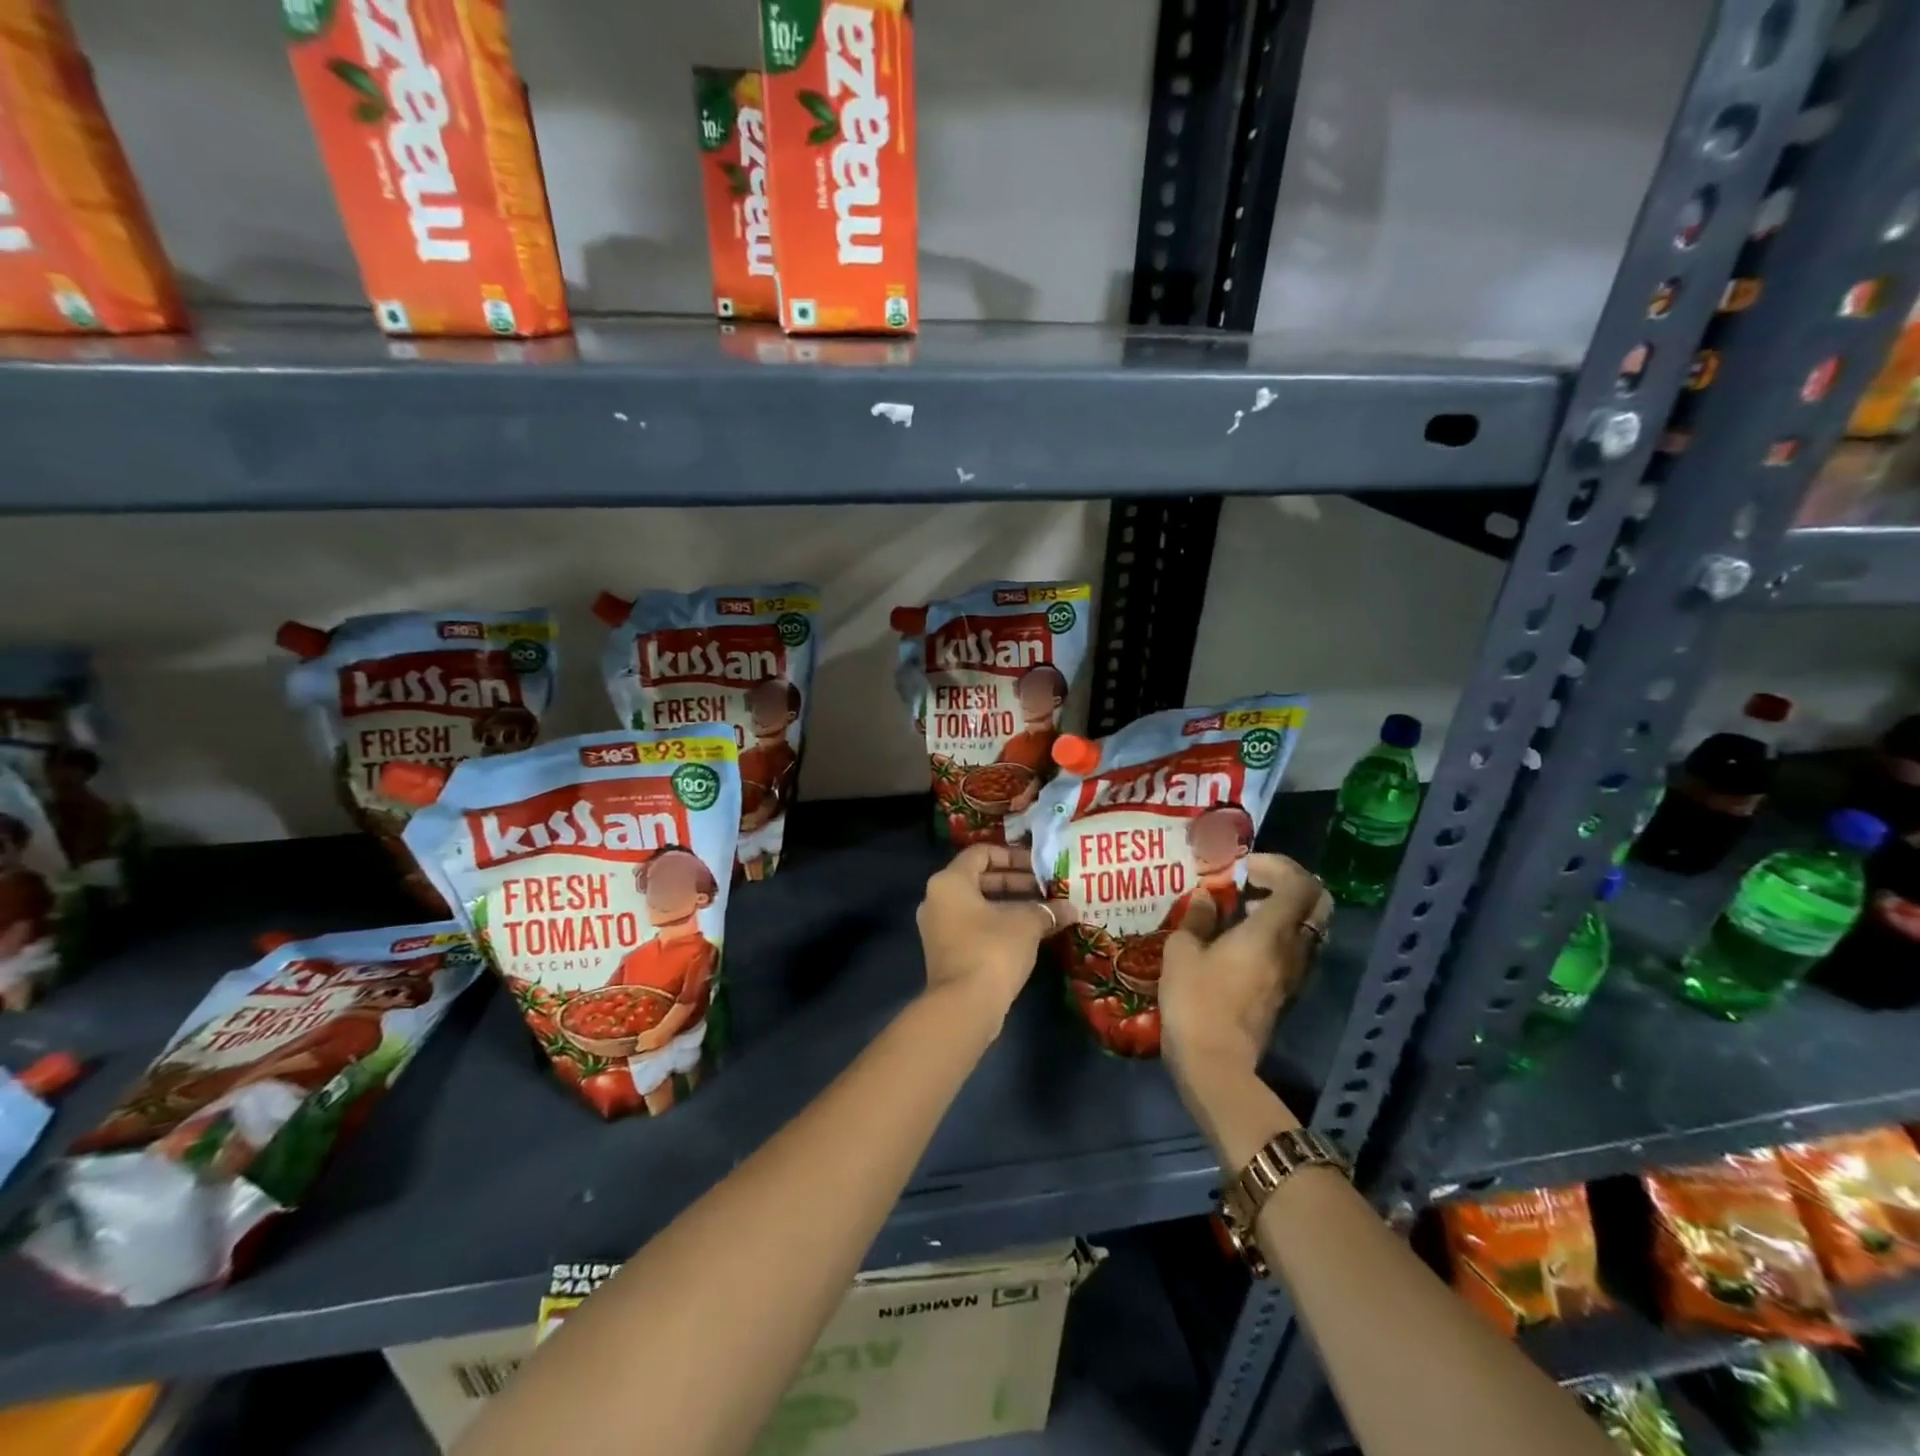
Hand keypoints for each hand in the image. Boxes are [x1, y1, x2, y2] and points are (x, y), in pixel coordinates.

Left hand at [916, 844, 1056, 1023]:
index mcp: (949, 881)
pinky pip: (974, 926)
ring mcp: (938, 928)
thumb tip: (1070, 909)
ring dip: (1011, 905)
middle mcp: (937, 899)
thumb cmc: (992, 950)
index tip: (1038, 866)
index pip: (981, 853)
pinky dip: (999, 924)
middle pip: (979, 879)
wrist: (964, 1006)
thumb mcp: (1025, 924)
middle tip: (1047, 888)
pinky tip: (1030, 934)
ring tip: (1044, 910)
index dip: (1012, 855)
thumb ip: (1047, 910)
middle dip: (1016, 881)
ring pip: (978, 905)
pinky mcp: (946, 952)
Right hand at [1159, 854, 1330, 1082]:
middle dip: (1289, 883)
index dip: (1276, 865)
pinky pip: (1296, 948)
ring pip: (1309, 927)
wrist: (1216, 1064)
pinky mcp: (1287, 992)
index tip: (1242, 867)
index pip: (1300, 883)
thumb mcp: (1182, 952)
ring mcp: (1295, 974)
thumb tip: (1205, 897)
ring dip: (1284, 908)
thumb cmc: (1195, 1001)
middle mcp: (1294, 949)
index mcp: (1271, 932)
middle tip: (1252, 882)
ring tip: (1243, 908)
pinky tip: (1241, 939)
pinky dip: (1279, 932)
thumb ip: (1197, 918)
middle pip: (1317, 903)